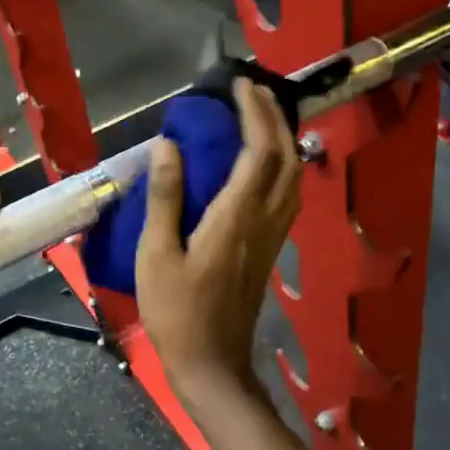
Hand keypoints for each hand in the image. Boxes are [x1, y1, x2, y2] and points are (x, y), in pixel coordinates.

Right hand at [137, 79, 302, 397]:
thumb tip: (168, 146)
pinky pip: (287, 197)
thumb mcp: (155, 254)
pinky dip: (281, 167)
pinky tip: (262, 166)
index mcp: (235, 217)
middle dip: (274, 118)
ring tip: (260, 120)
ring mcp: (272, 237)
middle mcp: (264, 221)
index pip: (258, 151)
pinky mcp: (270, 251)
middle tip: (253, 92)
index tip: (240, 85)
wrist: (212, 364)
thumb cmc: (176, 312)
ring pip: (293, 178)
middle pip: (286, 158)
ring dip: (283, 141)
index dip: (254, 113)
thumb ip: (165, 198)